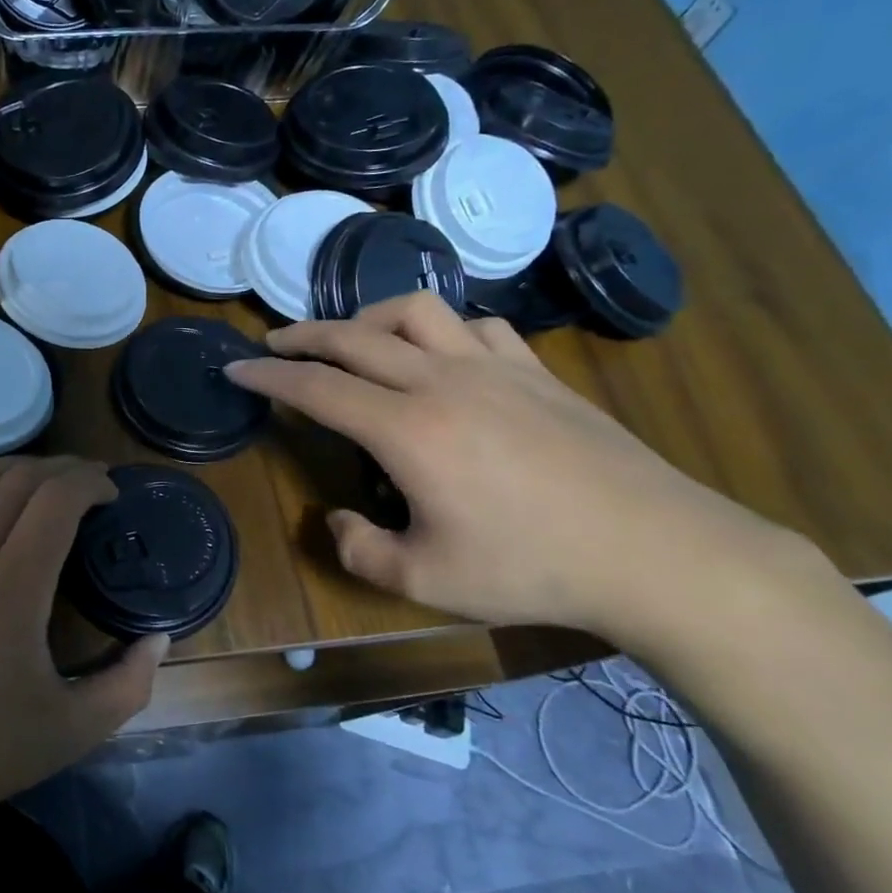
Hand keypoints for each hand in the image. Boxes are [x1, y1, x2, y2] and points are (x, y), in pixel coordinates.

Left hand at [0, 456, 166, 827]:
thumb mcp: (69, 732)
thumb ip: (127, 685)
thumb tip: (158, 640)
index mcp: (10, 585)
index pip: (56, 497)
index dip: (91, 482)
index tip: (113, 495)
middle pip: (20, 476)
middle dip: (64, 468)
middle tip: (92, 483)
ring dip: (23, 468)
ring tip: (50, 485)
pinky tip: (1, 516)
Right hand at [225, 293, 812, 639]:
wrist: (656, 551)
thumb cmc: (532, 568)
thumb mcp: (425, 581)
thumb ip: (359, 549)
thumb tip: (337, 519)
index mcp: (406, 429)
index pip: (316, 387)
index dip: (267, 375)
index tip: (235, 368)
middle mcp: (441, 381)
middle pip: (354, 336)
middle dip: (302, 335)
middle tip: (272, 344)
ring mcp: (494, 368)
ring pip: (415, 312)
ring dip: (369, 318)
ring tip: (351, 340)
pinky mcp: (537, 371)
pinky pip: (476, 326)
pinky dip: (440, 330)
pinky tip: (439, 354)